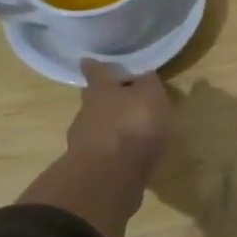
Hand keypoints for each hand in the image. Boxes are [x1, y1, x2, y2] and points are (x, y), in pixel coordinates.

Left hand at [18, 61, 174, 236]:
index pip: (97, 71)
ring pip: (97, 127)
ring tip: (131, 132)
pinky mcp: (90, 168)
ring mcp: (84, 142)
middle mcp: (86, 112)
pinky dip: (114, 152)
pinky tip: (129, 157)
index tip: (89, 60)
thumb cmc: (133, 125)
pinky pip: (103, 152)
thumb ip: (149, 84)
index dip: (96, 66)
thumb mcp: (151, 96)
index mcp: (101, 90)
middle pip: (94, 100)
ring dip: (111, 127)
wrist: (109, 176)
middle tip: (121, 99)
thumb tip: (144, 74)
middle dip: (106, 99)